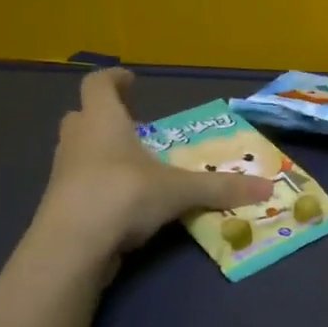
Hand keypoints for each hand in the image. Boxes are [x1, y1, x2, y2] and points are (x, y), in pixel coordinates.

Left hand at [33, 68, 272, 264]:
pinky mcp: (60, 205)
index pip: (98, 84)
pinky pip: (80, 184)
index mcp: (102, 121)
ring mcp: (63, 174)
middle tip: (134, 127)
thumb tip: (267, 187)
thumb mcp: (179, 190)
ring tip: (134, 165)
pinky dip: (99, 185)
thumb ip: (220, 188)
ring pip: (79, 151)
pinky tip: (123, 202)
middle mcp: (78, 140)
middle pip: (83, 116)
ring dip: (102, 152)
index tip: (130, 80)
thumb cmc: (123, 195)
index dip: (113, 79)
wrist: (71, 247)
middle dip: (106, 118)